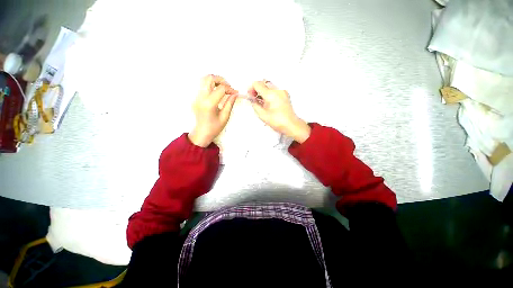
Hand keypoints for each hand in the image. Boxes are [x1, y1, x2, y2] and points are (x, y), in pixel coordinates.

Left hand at [189, 75, 237, 146]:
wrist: (202, 133)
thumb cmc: (215, 127)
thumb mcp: (225, 116)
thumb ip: (230, 103)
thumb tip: (235, 94)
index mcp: (209, 104)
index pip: (221, 89)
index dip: (230, 89)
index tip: (235, 93)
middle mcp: (201, 97)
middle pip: (209, 78)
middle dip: (221, 80)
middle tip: (228, 86)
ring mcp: (196, 97)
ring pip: (204, 80)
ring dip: (214, 81)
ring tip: (222, 87)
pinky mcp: (195, 98)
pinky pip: (202, 86)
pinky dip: (210, 85)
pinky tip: (216, 91)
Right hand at [249, 81, 310, 142]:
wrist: (291, 125)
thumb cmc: (277, 121)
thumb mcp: (262, 115)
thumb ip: (255, 105)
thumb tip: (252, 100)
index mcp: (270, 94)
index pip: (257, 84)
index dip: (251, 88)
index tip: (250, 95)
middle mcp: (277, 90)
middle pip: (263, 82)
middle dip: (257, 89)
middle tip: (254, 98)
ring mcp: (282, 91)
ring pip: (269, 85)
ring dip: (263, 91)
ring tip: (261, 101)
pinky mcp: (285, 94)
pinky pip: (275, 90)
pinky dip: (269, 93)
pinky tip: (268, 102)